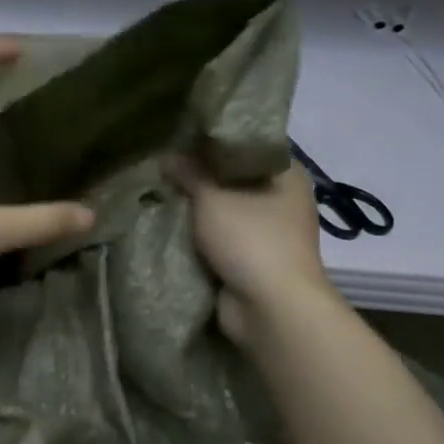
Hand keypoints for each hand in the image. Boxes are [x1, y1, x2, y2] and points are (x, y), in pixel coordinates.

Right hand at [163, 156, 335, 346]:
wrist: (270, 309)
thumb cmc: (251, 239)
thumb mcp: (213, 196)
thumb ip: (189, 172)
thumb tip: (167, 156)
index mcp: (287, 174)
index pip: (248, 144)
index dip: (214, 139)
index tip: (181, 135)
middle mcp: (282, 199)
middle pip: (233, 177)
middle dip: (198, 175)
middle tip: (161, 164)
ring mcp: (268, 232)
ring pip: (223, 209)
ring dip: (195, 208)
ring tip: (157, 191)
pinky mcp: (252, 260)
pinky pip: (218, 238)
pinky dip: (197, 234)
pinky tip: (166, 223)